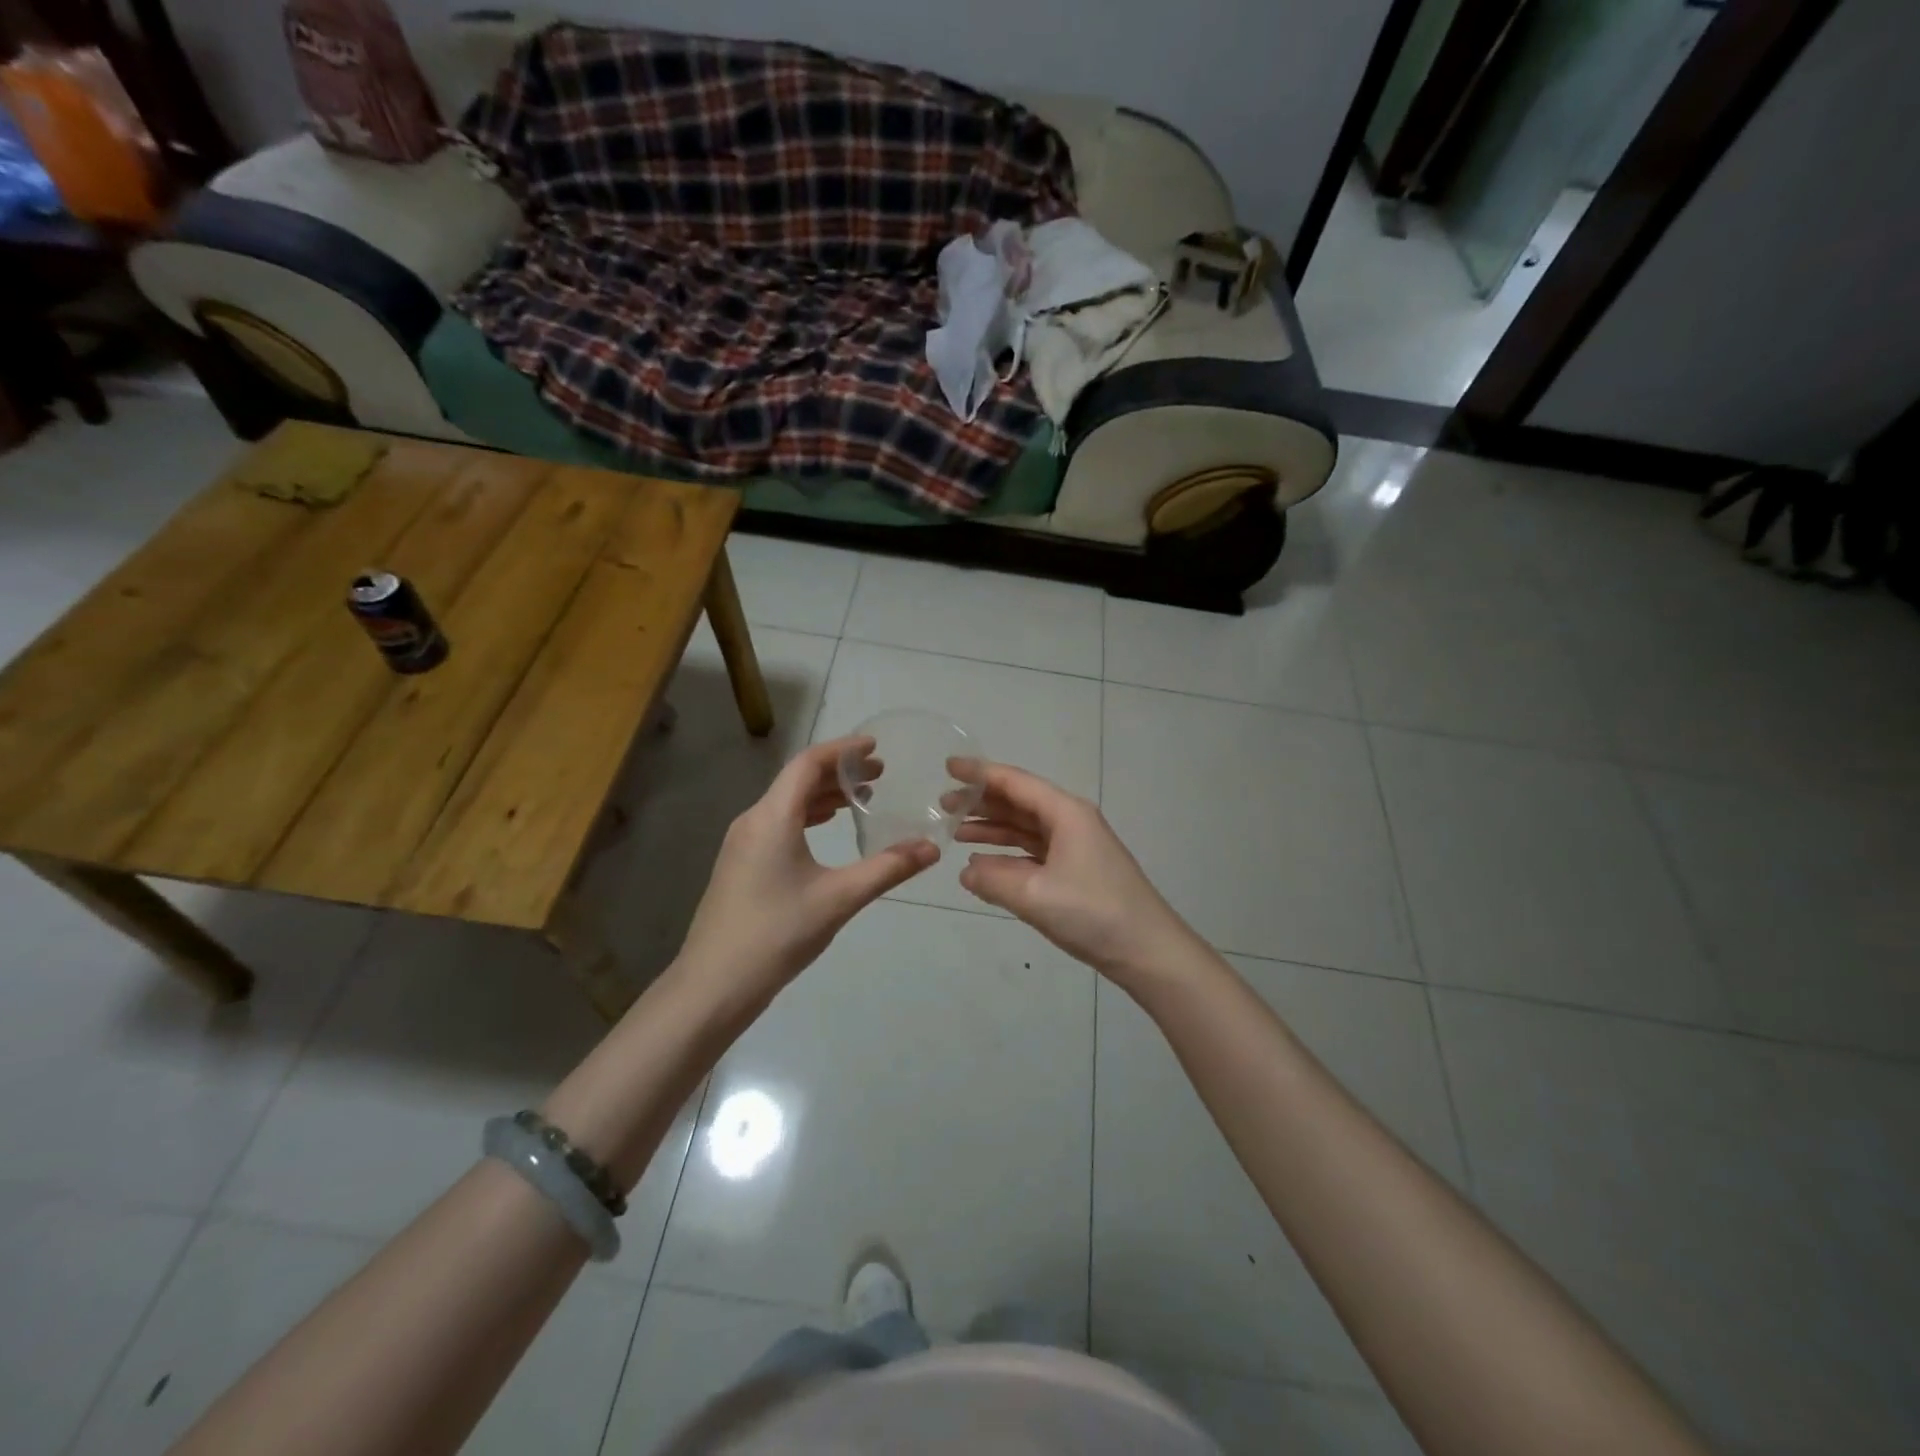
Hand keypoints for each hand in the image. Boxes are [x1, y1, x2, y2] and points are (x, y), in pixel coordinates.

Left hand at [676, 736, 937, 1003]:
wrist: (713, 985)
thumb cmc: (777, 934)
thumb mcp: (839, 899)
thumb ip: (888, 868)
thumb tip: (932, 848)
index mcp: (772, 817)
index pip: (808, 763)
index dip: (843, 749)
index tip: (875, 747)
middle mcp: (752, 820)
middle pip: (797, 780)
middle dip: (839, 772)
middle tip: (879, 774)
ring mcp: (741, 843)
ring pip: (786, 802)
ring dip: (823, 794)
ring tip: (860, 798)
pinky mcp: (740, 864)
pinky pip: (777, 822)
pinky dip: (806, 816)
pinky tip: (825, 828)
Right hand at [956, 763, 1199, 988]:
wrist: (1147, 951)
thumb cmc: (1093, 912)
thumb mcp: (1034, 895)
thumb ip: (992, 880)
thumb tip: (966, 871)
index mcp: (1066, 813)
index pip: (1015, 782)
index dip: (980, 774)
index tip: (947, 767)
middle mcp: (1071, 822)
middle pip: (1019, 802)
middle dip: (982, 802)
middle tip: (943, 805)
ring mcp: (1075, 847)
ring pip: (1026, 828)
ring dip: (993, 828)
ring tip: (956, 832)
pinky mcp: (1076, 872)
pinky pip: (1034, 852)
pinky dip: (1008, 855)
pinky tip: (984, 864)